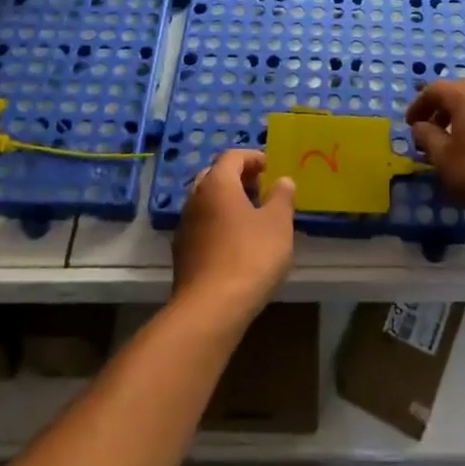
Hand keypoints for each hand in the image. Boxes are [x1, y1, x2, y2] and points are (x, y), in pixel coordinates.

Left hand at [171, 149, 295, 323]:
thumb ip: (282, 197)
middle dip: (238, 178)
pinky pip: (202, 226)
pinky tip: (236, 245)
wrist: (210, 308)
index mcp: (217, 183)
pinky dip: (219, 225)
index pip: (232, 156)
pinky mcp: (182, 253)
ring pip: (206, 202)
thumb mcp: (278, 223)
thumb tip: (282, 180)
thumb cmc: (250, 256)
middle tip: (261, 189)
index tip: (270, 167)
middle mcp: (195, 198)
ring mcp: (185, 227)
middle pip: (215, 176)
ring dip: (227, 203)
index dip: (252, 157)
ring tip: (252, 218)